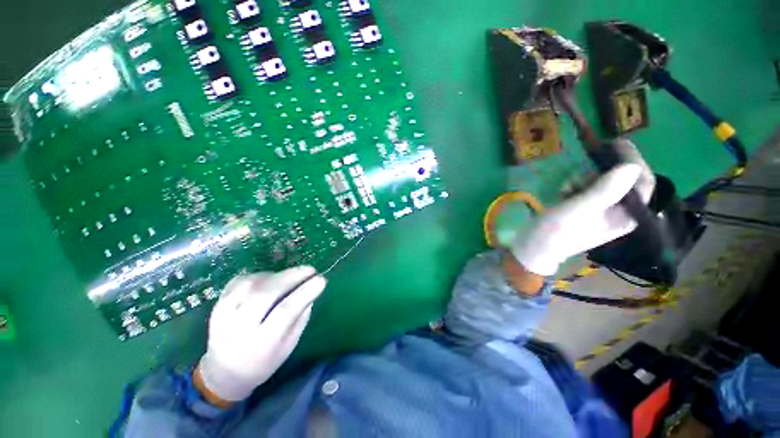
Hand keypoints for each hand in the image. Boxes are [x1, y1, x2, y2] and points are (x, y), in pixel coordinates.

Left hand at [196, 266, 326, 402]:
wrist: (224, 372)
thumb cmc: (263, 362)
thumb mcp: (288, 346)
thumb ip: (300, 317)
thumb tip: (310, 291)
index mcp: (261, 344)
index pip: (285, 311)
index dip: (305, 292)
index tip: (321, 280)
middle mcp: (239, 329)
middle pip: (266, 294)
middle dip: (292, 276)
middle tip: (310, 270)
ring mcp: (223, 315)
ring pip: (252, 284)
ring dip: (276, 275)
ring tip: (290, 276)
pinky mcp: (216, 305)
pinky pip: (239, 281)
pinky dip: (259, 275)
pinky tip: (270, 279)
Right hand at [512, 139, 654, 275]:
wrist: (534, 248)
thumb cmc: (556, 231)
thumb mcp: (579, 209)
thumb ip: (605, 190)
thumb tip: (631, 166)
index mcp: (626, 216)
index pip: (642, 182)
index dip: (632, 160)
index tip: (615, 143)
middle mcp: (620, 213)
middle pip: (622, 181)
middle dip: (601, 172)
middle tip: (582, 168)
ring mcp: (602, 212)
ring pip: (603, 184)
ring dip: (584, 179)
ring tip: (566, 186)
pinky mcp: (586, 211)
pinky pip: (589, 190)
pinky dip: (576, 186)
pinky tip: (563, 191)